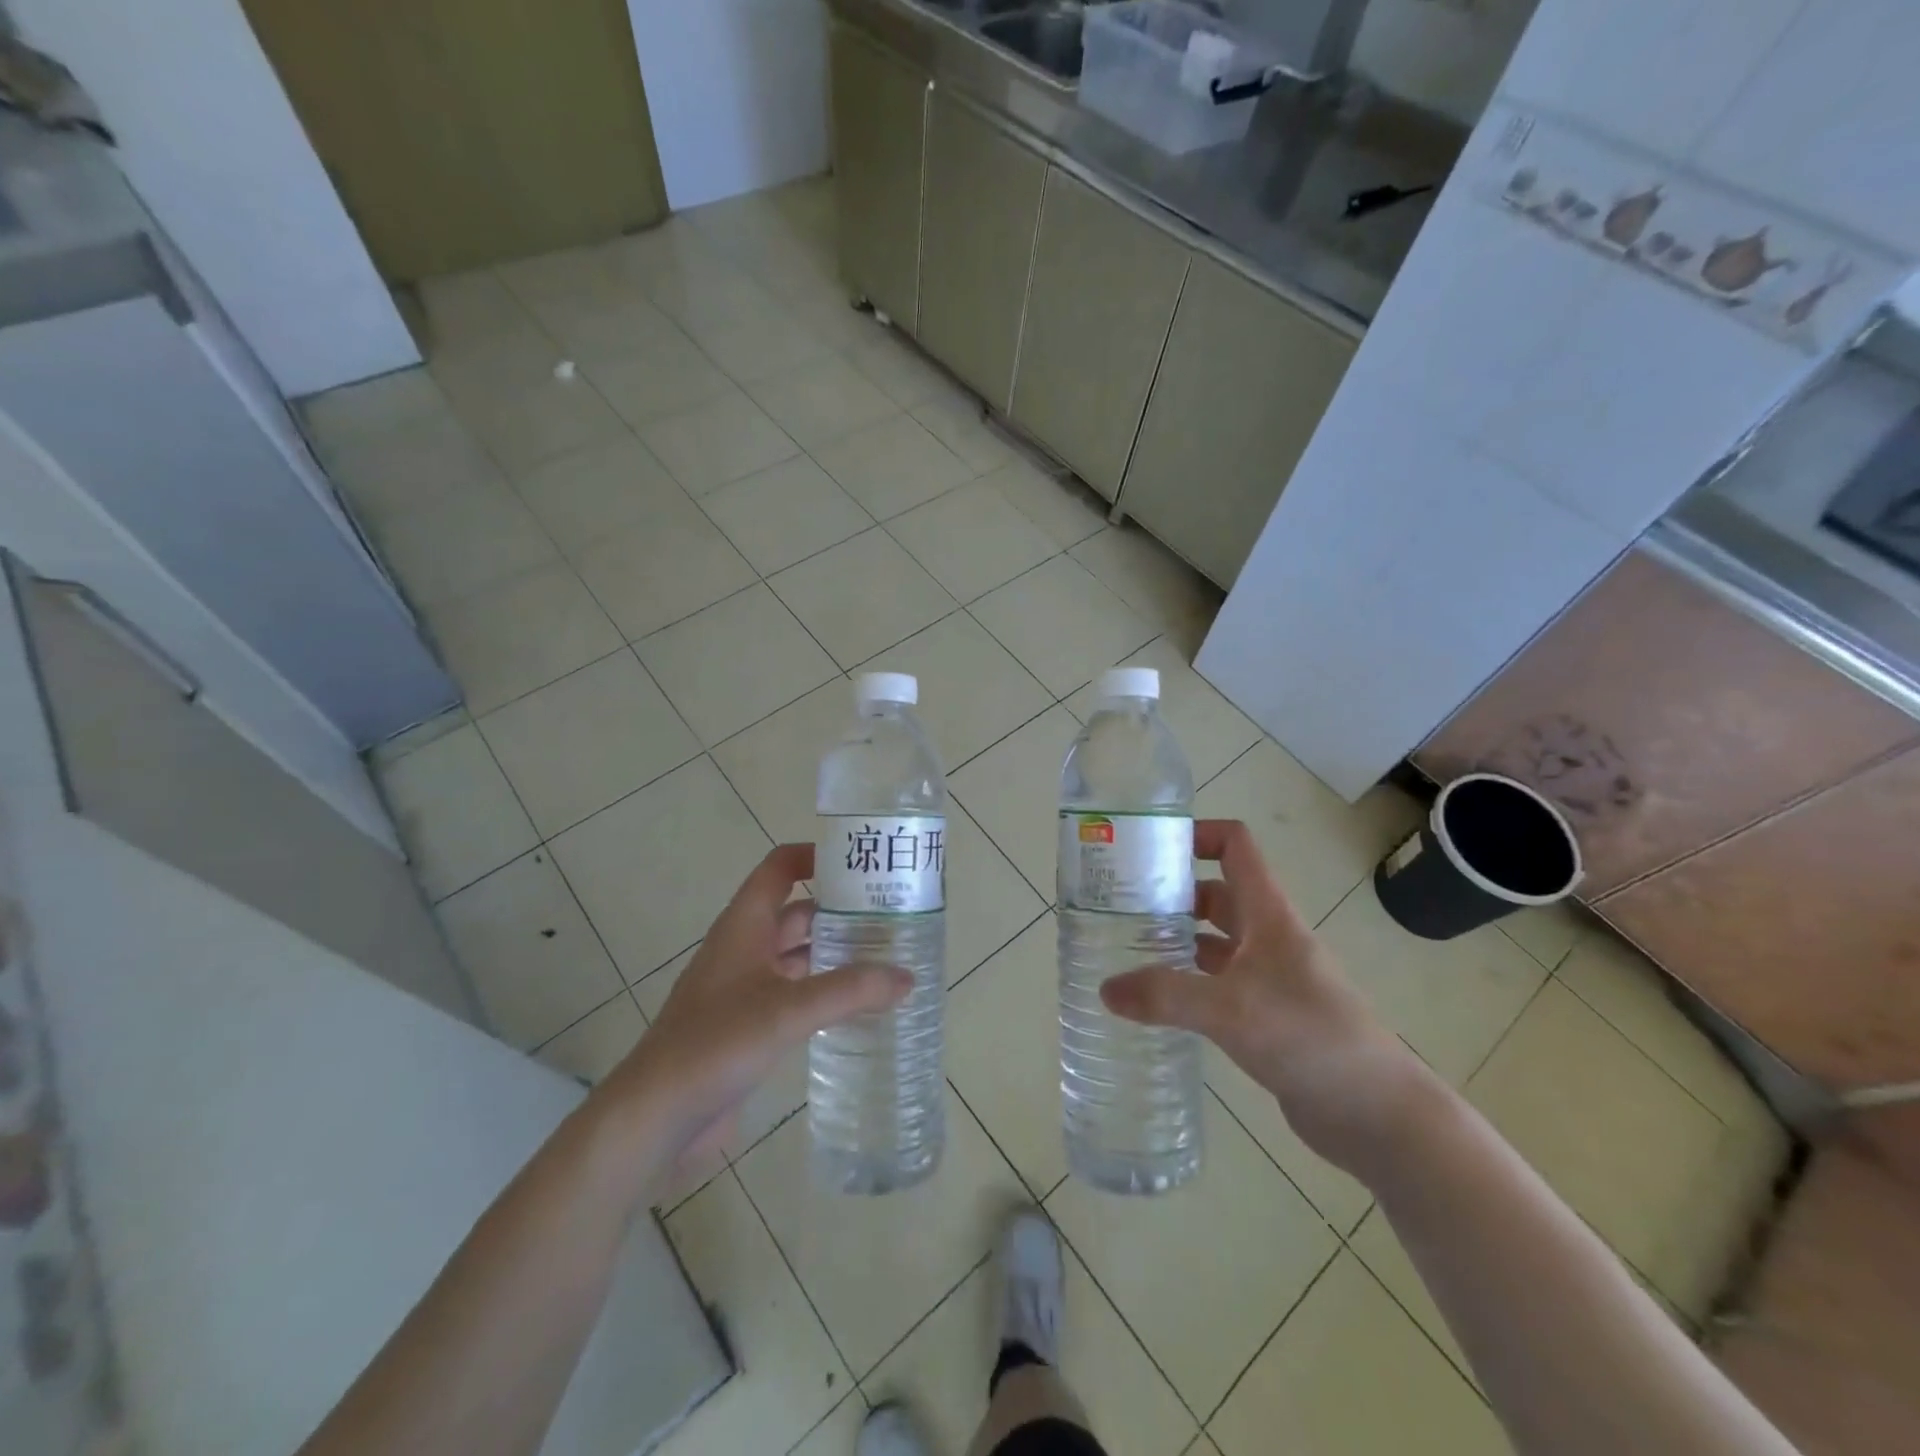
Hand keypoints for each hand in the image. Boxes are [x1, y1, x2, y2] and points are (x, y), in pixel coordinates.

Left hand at [600, 844, 909, 1170]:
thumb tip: (907, 977)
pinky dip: (824, 992)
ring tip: (887, 958)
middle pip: (797, 912)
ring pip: (798, 956)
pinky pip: (795, 994)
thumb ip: (850, 991)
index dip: (816, 856)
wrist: (656, 1116)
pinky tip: (858, 1007)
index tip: (862, 863)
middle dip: (841, 910)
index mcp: (744, 925)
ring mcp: (745, 988)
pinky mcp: (748, 1025)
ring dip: (836, 953)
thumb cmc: (716, 1043)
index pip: (780, 868)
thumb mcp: (788, 1010)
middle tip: (893, 916)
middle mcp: (745, 948)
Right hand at [1100, 819, 1430, 1174]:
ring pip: (1216, 940)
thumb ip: (1166, 995)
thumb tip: (1105, 989)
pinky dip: (1189, 981)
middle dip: (1172, 892)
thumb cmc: (1309, 1037)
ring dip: (1178, 938)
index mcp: (1268, 914)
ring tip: (1126, 948)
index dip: (1196, 834)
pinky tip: (1158, 1000)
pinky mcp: (1267, 1015)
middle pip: (1216, 893)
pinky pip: (1219, 983)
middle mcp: (1269, 936)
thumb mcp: (1230, 1010)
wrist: (1377, 1113)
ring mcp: (1270, 977)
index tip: (1149, 849)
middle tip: (1120, 905)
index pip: (1235, 847)